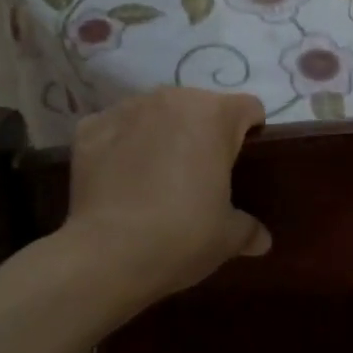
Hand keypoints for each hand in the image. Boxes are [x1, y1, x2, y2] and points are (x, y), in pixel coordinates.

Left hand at [63, 88, 270, 305]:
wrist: (106, 254)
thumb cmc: (182, 235)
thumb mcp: (228, 237)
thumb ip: (249, 228)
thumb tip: (261, 239)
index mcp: (215, 115)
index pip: (248, 108)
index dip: (250, 133)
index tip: (242, 163)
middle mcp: (172, 98)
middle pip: (200, 106)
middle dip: (203, 133)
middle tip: (199, 175)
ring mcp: (127, 109)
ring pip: (156, 113)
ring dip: (161, 134)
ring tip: (155, 175)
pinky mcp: (90, 127)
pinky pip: (116, 128)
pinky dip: (121, 145)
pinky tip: (120, 179)